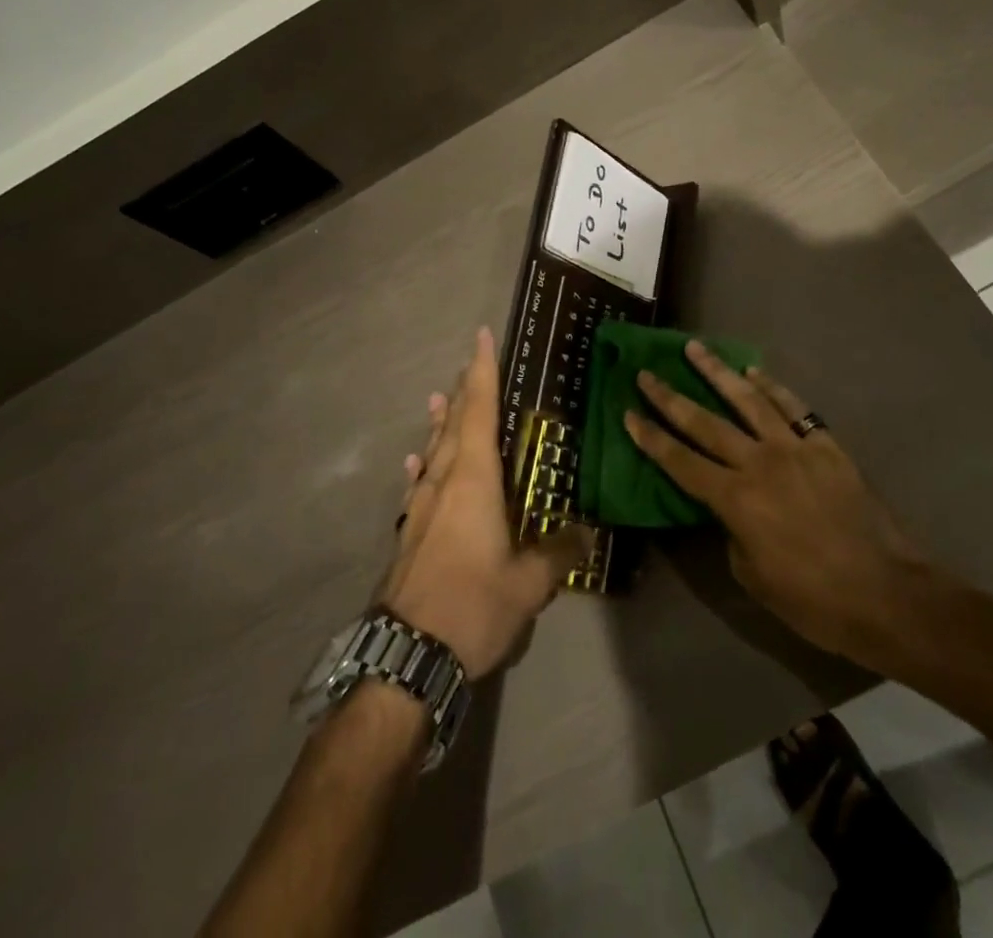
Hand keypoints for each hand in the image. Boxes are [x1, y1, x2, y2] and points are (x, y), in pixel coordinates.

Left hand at [379, 328, 591, 678]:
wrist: (406, 655)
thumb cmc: (471, 605)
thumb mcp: (528, 584)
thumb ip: (558, 553)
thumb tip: (586, 533)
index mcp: (473, 480)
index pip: (479, 411)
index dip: (482, 372)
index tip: (481, 336)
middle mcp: (442, 482)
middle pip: (452, 425)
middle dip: (463, 392)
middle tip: (469, 366)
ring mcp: (419, 508)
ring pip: (431, 451)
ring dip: (439, 423)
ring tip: (438, 400)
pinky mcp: (408, 533)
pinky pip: (417, 484)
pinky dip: (422, 465)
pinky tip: (416, 464)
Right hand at [624, 342, 932, 665]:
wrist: (885, 593)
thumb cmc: (813, 601)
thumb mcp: (753, 577)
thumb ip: (732, 532)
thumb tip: (731, 508)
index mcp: (736, 500)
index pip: (681, 462)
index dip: (652, 438)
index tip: (629, 413)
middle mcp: (759, 463)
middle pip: (706, 423)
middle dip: (671, 398)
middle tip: (647, 373)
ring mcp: (795, 448)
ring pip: (748, 401)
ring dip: (718, 373)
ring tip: (695, 348)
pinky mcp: (826, 445)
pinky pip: (794, 407)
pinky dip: (772, 387)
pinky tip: (755, 371)